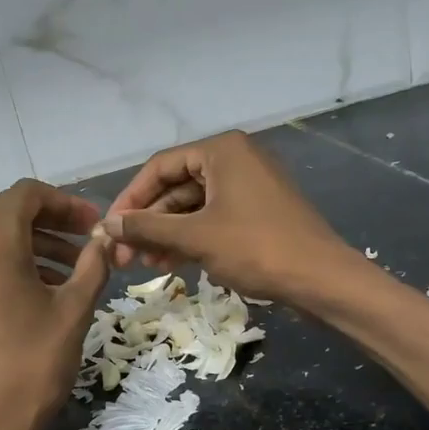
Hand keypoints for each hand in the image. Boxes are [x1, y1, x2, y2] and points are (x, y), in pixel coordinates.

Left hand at [0, 178, 109, 429]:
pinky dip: (17, 263)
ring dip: (38, 244)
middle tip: (91, 243)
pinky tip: (48, 289)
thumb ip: (93, 265)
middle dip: (54, 222)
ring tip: (77, 269)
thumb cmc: (32, 364)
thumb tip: (106, 239)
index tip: (96, 224)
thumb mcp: (73, 310)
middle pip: (11, 212)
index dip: (67, 203)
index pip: (28, 194)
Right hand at [100, 131, 352, 303]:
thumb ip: (148, 227)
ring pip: (194, 206)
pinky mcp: (258, 212)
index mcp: (221, 151)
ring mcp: (249, 186)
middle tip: (124, 255)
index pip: (160, 167)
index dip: (130, 199)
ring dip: (167, 234)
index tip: (110, 230)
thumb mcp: (196, 237)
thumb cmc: (256, 248)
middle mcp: (235, 159)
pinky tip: (171, 264)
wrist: (321, 278)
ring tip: (145, 264)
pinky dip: (191, 238)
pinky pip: (213, 219)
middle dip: (148, 222)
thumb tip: (107, 224)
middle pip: (176, 187)